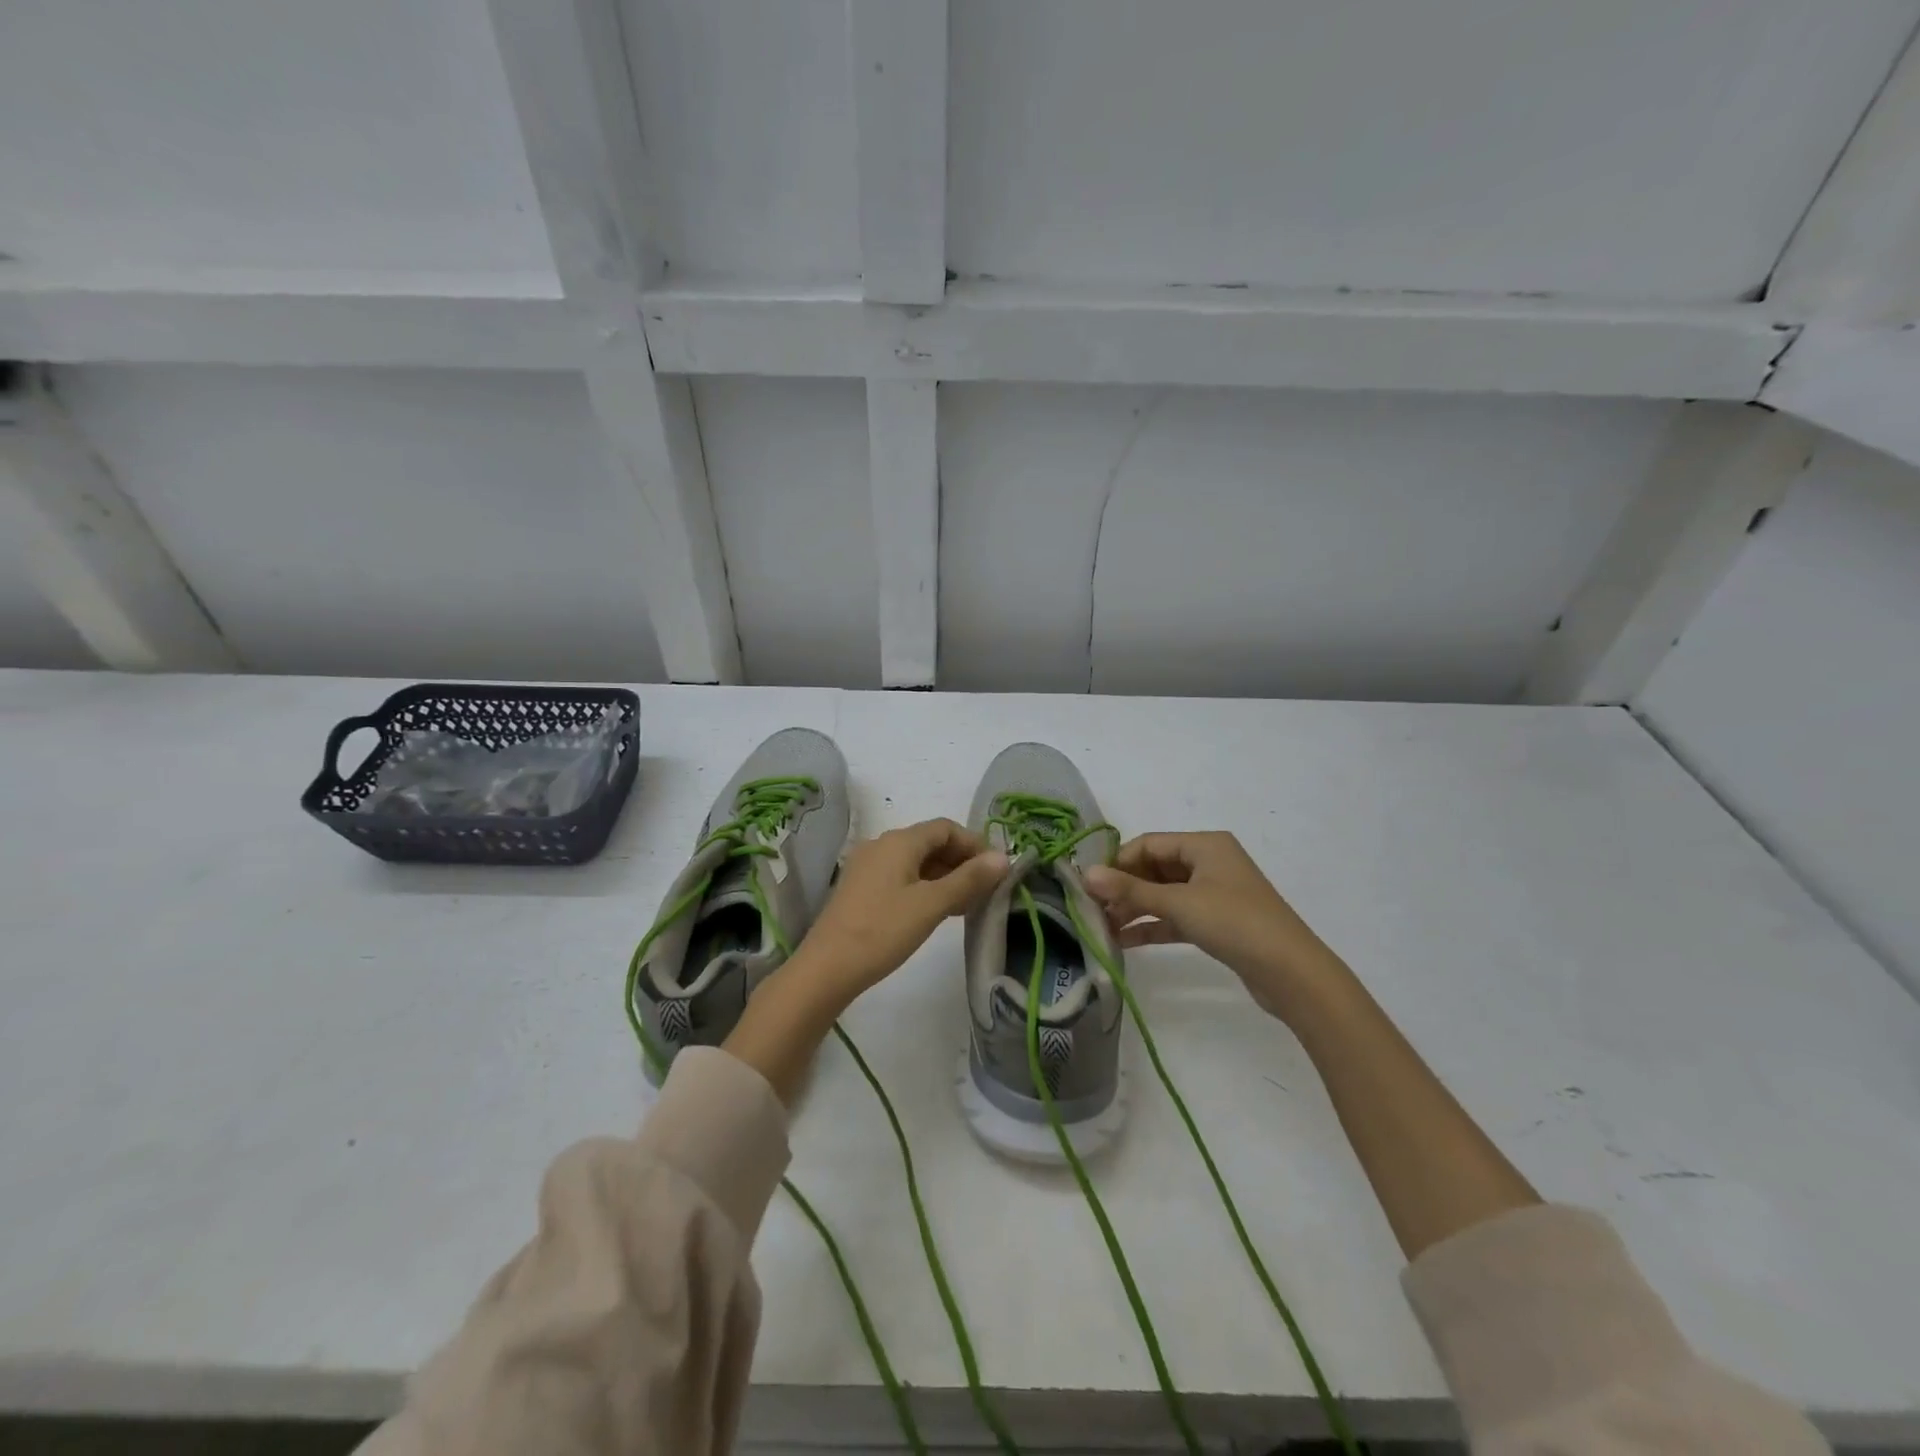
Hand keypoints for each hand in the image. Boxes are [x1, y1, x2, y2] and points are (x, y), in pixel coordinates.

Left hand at [788, 818, 1007, 1005]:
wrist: (826, 968)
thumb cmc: (883, 931)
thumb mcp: (931, 905)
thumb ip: (969, 879)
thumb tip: (1003, 857)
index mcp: (899, 841)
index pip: (946, 828)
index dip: (974, 844)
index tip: (995, 871)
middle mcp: (881, 845)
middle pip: (930, 842)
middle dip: (961, 861)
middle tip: (986, 890)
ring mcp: (868, 867)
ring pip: (916, 862)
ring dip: (945, 876)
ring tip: (967, 905)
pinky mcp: (861, 889)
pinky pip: (901, 877)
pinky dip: (925, 887)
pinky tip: (937, 911)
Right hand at [1083, 831, 1340, 1021]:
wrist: (1292, 973)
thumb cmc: (1235, 923)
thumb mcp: (1179, 903)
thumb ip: (1131, 890)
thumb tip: (1085, 874)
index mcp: (1205, 844)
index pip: (1148, 844)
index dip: (1117, 862)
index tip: (1089, 886)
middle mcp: (1209, 862)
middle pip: (1154, 868)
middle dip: (1123, 888)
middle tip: (1091, 910)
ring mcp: (1213, 893)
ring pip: (1163, 894)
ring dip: (1134, 909)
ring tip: (1101, 927)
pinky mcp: (1216, 922)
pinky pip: (1175, 916)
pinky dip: (1152, 925)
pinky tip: (1124, 941)